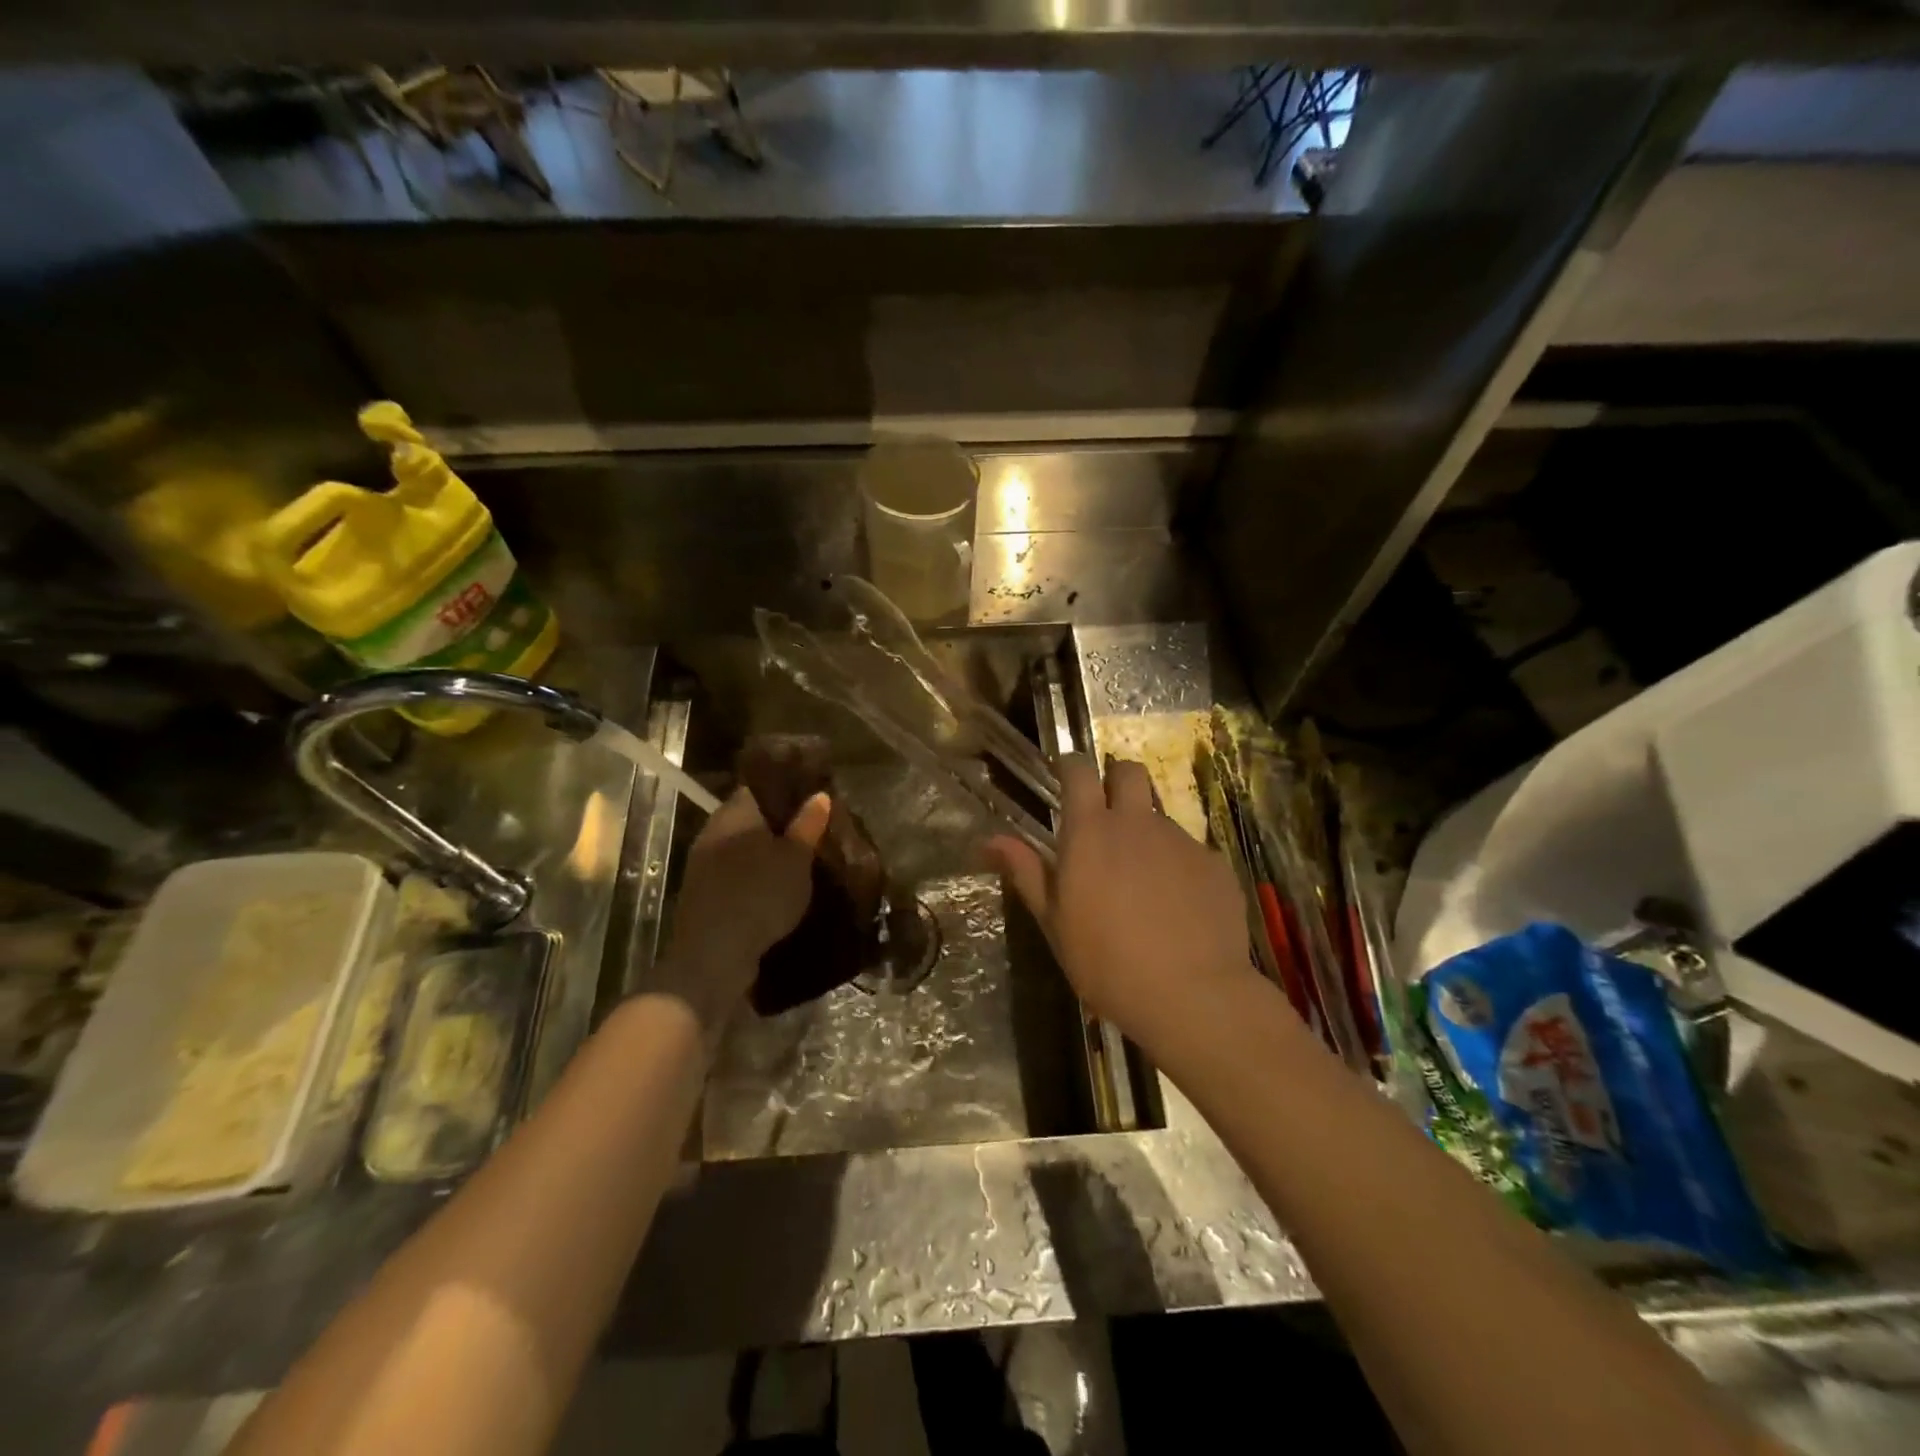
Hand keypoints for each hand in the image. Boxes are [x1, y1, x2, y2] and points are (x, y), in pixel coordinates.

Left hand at [658, 787, 830, 1028]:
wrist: (714, 956)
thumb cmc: (759, 895)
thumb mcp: (796, 859)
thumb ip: (808, 825)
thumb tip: (819, 795)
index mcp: (734, 813)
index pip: (759, 788)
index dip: (786, 791)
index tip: (811, 799)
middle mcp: (713, 832)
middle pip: (750, 819)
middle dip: (778, 826)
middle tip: (813, 833)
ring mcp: (703, 865)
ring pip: (742, 850)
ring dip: (766, 856)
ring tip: (800, 863)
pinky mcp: (703, 896)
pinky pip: (735, 876)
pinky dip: (755, 879)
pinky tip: (777, 891)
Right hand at [987, 754, 1254, 1055]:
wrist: (1192, 995)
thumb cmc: (1106, 962)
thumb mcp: (1055, 922)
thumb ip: (1026, 872)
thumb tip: (990, 839)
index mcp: (1091, 831)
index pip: (1078, 770)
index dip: (1070, 766)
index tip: (1065, 777)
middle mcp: (1138, 823)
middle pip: (1129, 772)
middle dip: (1117, 781)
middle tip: (1108, 816)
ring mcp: (1181, 841)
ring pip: (1160, 817)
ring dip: (1147, 834)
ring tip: (1144, 883)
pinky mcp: (1215, 864)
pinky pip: (1192, 853)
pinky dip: (1180, 869)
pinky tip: (1179, 908)